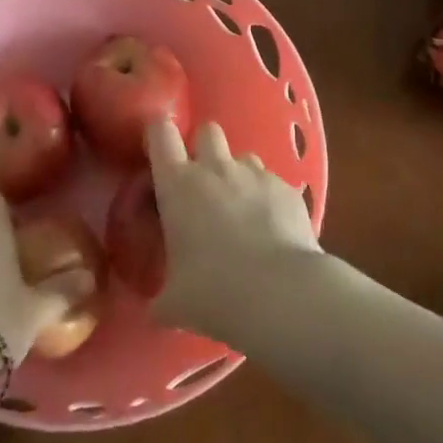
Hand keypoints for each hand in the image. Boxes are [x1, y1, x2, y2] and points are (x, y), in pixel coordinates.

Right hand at [146, 119, 320, 336]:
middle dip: (204, 147)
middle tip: (204, 181)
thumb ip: (161, 300)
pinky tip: (272, 229)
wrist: (282, 295)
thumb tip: (155, 311)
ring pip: (243, 156)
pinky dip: (268, 198)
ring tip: (241, 209)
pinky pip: (272, 182)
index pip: (160, 133)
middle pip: (207, 130)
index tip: (158, 148)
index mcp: (178, 186)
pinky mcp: (287, 188)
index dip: (158, 133)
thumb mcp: (175, 304)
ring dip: (238, 174)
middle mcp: (215, 169)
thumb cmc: (215, 293)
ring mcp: (255, 174)